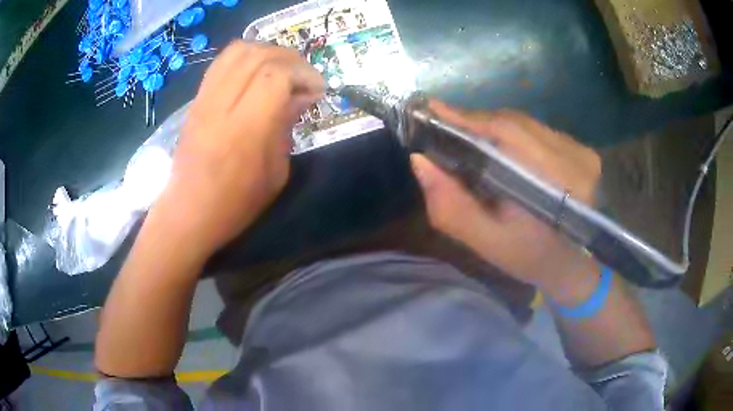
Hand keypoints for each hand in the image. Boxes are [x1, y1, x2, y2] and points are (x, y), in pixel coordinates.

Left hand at [153, 41, 324, 258]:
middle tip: (305, 77)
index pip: (276, 75)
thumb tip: (302, 96)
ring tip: (282, 70)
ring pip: (239, 51)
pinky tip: (257, 72)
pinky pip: (222, 61)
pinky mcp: (197, 99)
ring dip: (268, 52)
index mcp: (245, 128)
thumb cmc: (235, 203)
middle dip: (291, 59)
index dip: (303, 73)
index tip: (317, 90)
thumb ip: (286, 126)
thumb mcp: (275, 173)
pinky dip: (246, 57)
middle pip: (259, 55)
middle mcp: (222, 104)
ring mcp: (205, 98)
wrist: (188, 212)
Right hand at [410, 101, 601, 301]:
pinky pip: (537, 129)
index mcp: (553, 188)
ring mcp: (581, 151)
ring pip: (525, 123)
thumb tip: (420, 161)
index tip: (433, 109)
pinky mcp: (582, 149)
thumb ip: (452, 208)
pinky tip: (499, 145)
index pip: (507, 135)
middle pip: (514, 123)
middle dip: (476, 121)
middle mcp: (573, 159)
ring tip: (467, 133)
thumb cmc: (528, 257)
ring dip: (493, 125)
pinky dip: (513, 131)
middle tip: (444, 123)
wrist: (572, 262)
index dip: (468, 119)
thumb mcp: (488, 242)